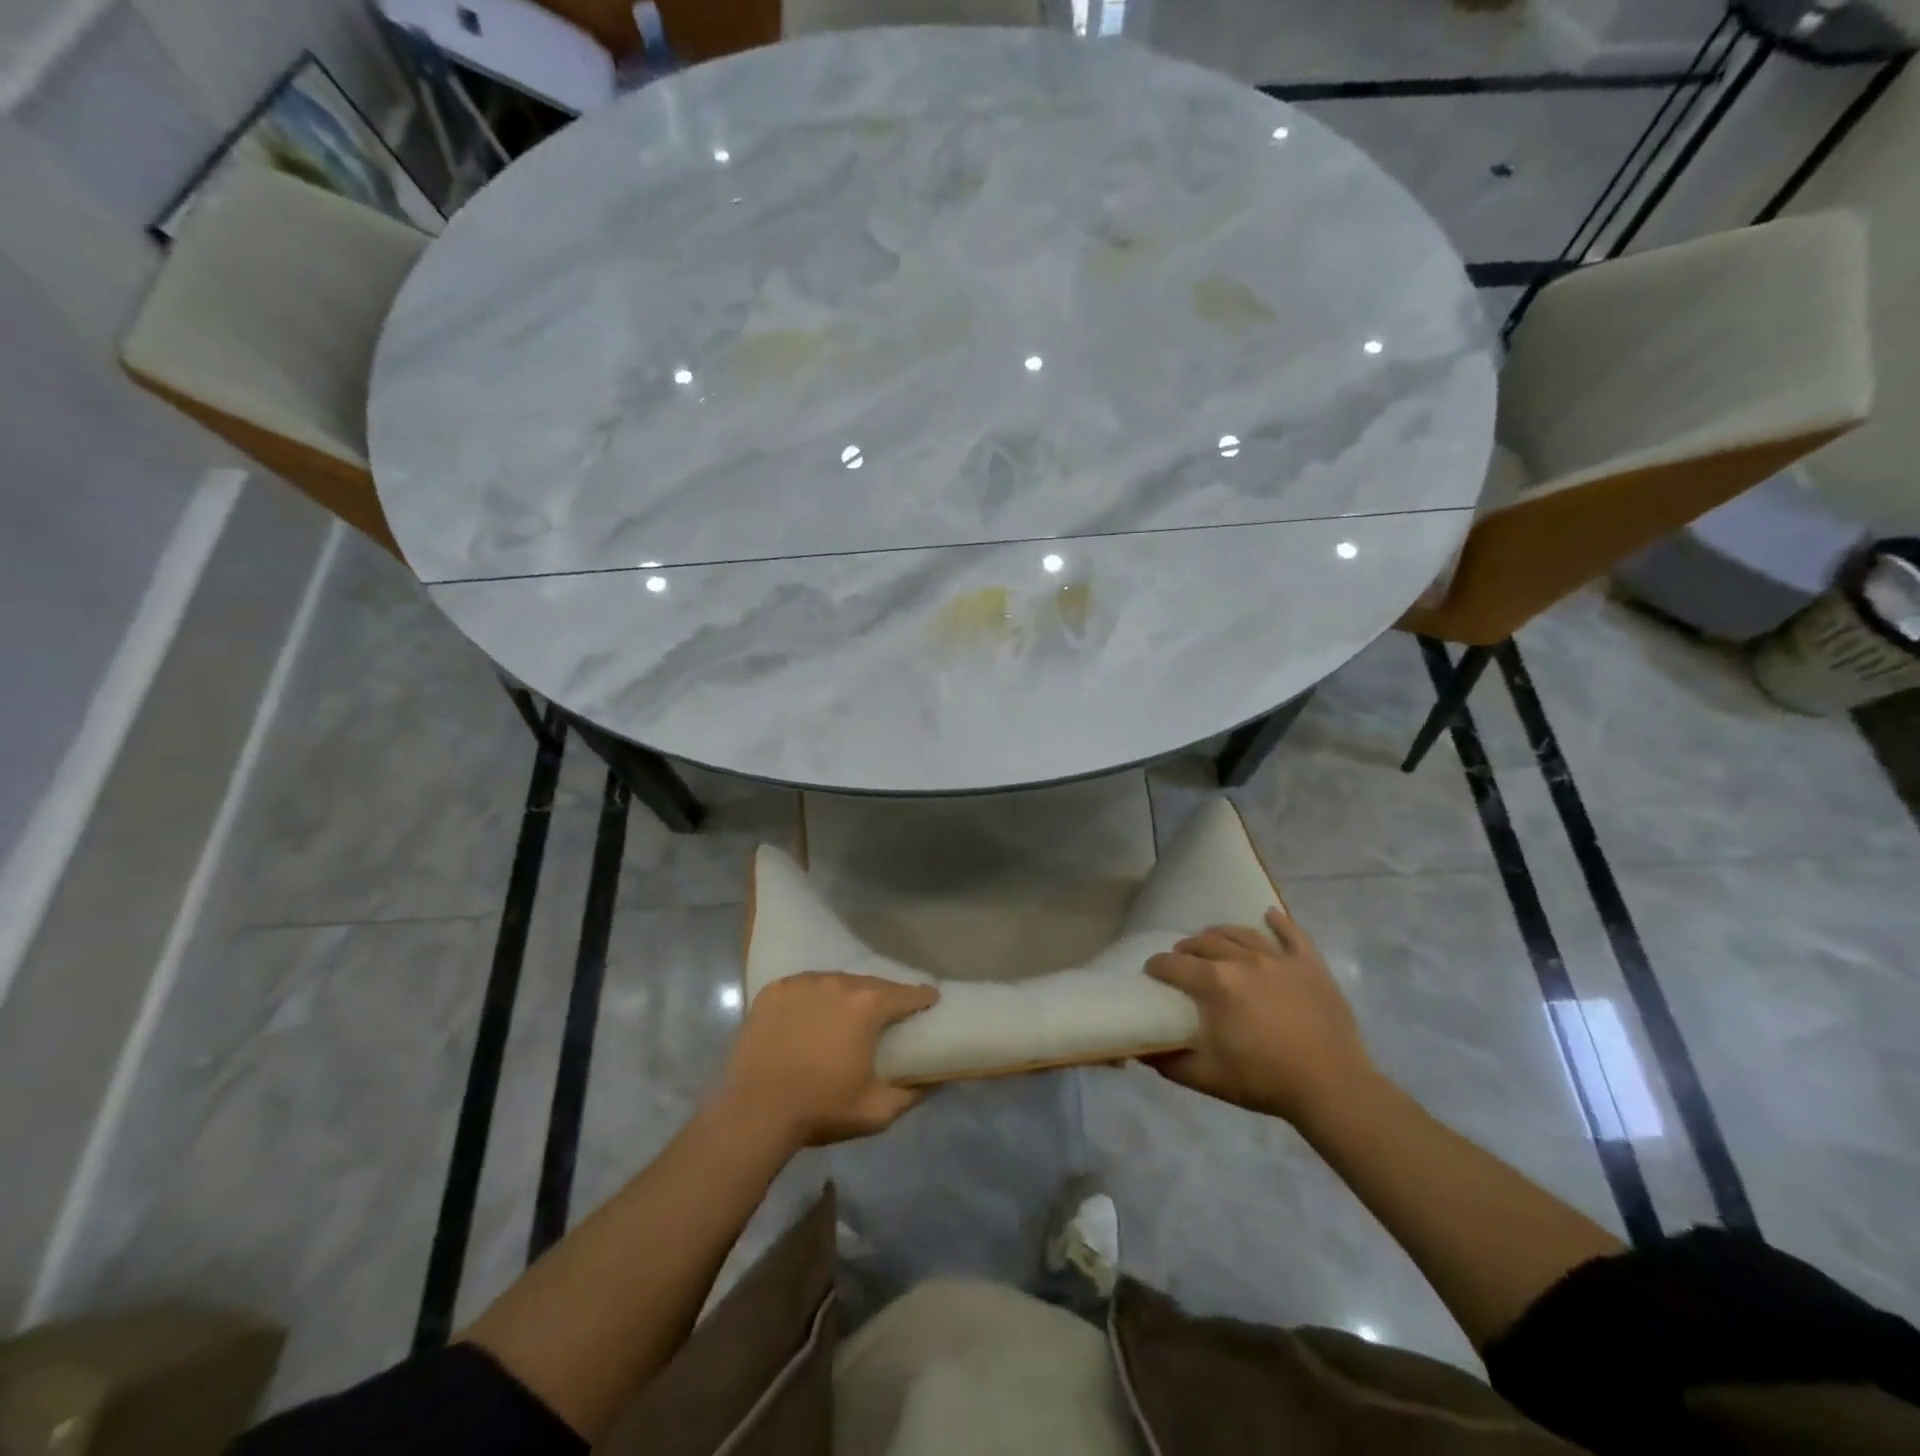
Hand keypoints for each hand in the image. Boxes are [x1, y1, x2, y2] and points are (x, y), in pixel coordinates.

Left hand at [719, 972, 939, 1146]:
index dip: (922, 998)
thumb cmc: (821, 1109)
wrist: (754, 1113)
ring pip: (836, 982)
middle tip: (887, 1015)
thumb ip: (914, 1093)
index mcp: (867, 1005)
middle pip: (870, 984)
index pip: (906, 993)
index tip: (930, 1001)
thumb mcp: (877, 1110)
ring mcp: (803, 982)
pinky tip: (811, 1017)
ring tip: (846, 1015)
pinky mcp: (775, 990)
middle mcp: (837, 982)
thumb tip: (937, 1079)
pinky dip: (813, 998)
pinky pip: (804, 987)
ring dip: (846, 996)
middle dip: (883, 997)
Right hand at [1143, 908, 1376, 1126]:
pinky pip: (1293, 934)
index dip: (1157, 966)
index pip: (1173, 965)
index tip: (1151, 972)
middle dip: (1186, 949)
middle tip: (1181, 960)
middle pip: (1205, 943)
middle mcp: (1242, 960)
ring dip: (1221, 934)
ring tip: (1213, 940)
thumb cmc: (1264, 1081)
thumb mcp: (1206, 1077)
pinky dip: (1279, 922)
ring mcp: (1279, 959)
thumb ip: (1168, 1062)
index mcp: (1215, 983)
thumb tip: (1141, 1050)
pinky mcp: (1310, 965)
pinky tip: (1270, 915)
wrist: (1332, 1087)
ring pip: (1242, 934)